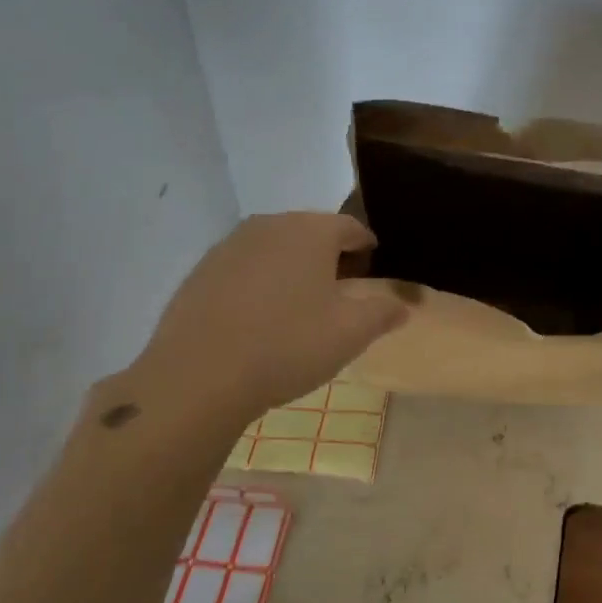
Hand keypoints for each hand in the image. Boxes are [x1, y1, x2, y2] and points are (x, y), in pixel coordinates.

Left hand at [125, 212, 407, 428]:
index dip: (367, 250)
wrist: (199, 376)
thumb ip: (383, 311)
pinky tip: (260, 318)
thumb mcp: (351, 333)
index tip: (372, 274)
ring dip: (293, 268)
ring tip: (300, 307)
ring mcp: (230, 245)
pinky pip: (245, 267)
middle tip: (340, 293)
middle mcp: (270, 225)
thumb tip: (403, 304)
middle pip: (311, 233)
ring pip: (276, 248)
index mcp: (311, 231)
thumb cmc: (287, 345)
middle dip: (330, 257)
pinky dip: (260, 283)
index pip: (351, 228)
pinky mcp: (201, 271)